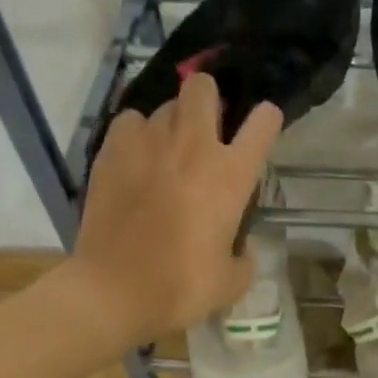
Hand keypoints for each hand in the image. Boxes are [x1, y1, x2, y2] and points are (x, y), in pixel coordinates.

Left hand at [63, 73, 282, 351]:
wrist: (114, 290)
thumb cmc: (181, 288)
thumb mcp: (231, 283)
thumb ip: (244, 258)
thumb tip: (241, 247)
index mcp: (231, 176)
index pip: (262, 124)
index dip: (266, 121)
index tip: (261, 130)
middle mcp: (193, 147)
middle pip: (203, 87)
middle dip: (209, 99)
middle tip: (207, 130)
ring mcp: (148, 143)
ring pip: (165, 106)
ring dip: (173, 123)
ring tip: (168, 153)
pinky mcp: (111, 151)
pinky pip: (130, 122)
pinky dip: (137, 134)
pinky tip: (137, 159)